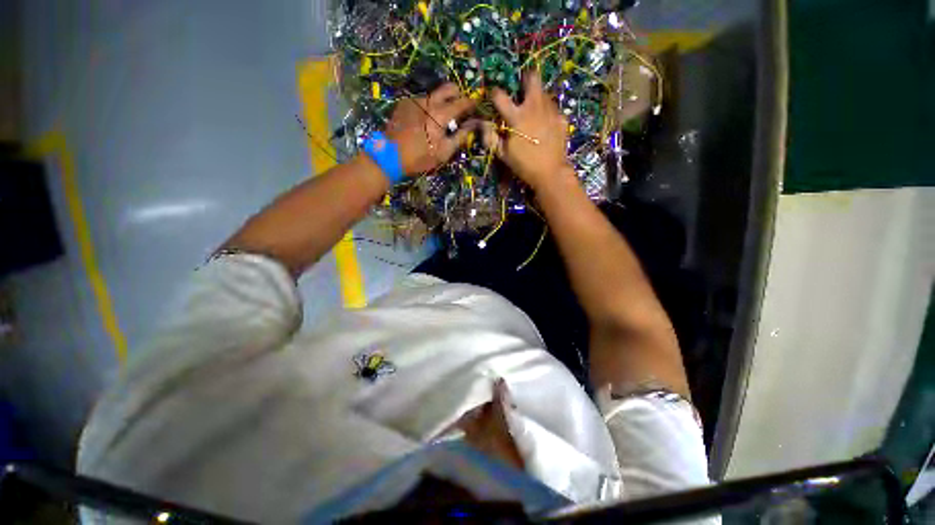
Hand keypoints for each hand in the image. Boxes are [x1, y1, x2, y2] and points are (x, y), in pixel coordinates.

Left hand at [385, 83, 477, 175]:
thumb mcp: (444, 152)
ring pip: (434, 94)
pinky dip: (427, 107)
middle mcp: (429, 101)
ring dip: (441, 102)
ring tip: (439, 118)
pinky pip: (421, 100)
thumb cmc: (420, 157)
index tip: (476, 105)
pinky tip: (424, 121)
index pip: (462, 103)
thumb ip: (460, 136)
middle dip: (457, 94)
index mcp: (441, 114)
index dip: (471, 103)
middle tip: (459, 106)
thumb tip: (473, 125)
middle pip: (448, 88)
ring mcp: (415, 100)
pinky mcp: (404, 103)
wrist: (389, 155)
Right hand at [484, 72, 572, 188]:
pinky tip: (545, 124)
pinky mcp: (561, 118)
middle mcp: (535, 107)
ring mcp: (551, 111)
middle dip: (525, 78)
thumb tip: (483, 124)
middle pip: (532, 78)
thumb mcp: (503, 154)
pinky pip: (553, 108)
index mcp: (517, 116)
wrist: (550, 172)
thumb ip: (491, 137)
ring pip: (544, 92)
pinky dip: (547, 112)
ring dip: (536, 97)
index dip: (495, 94)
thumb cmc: (524, 164)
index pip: (500, 96)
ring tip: (533, 112)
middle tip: (522, 89)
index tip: (495, 97)